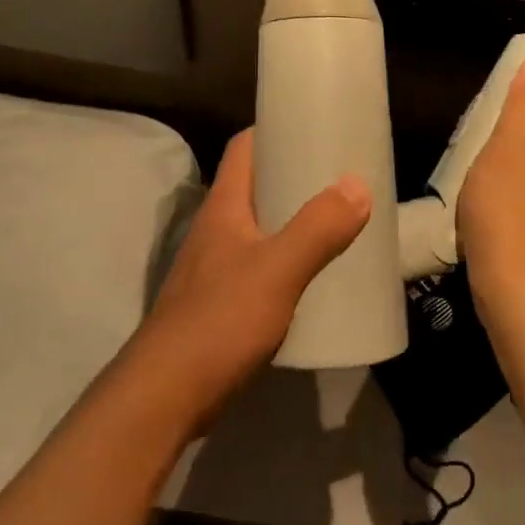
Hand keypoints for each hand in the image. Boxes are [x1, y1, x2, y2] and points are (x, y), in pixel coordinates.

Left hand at [130, 129, 369, 429]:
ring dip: (293, 220)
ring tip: (337, 221)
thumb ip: (318, 228)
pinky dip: (288, 259)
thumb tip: (358, 184)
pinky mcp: (220, 303)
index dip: (276, 131)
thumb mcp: (277, 269)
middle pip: (255, 186)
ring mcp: (214, 268)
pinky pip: (260, 265)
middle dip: (295, 177)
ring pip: (259, 227)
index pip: (244, 148)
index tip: (316, 128)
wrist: (166, 396)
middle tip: (341, 177)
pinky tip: (313, 276)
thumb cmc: (219, 321)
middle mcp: (216, 229)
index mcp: (224, 207)